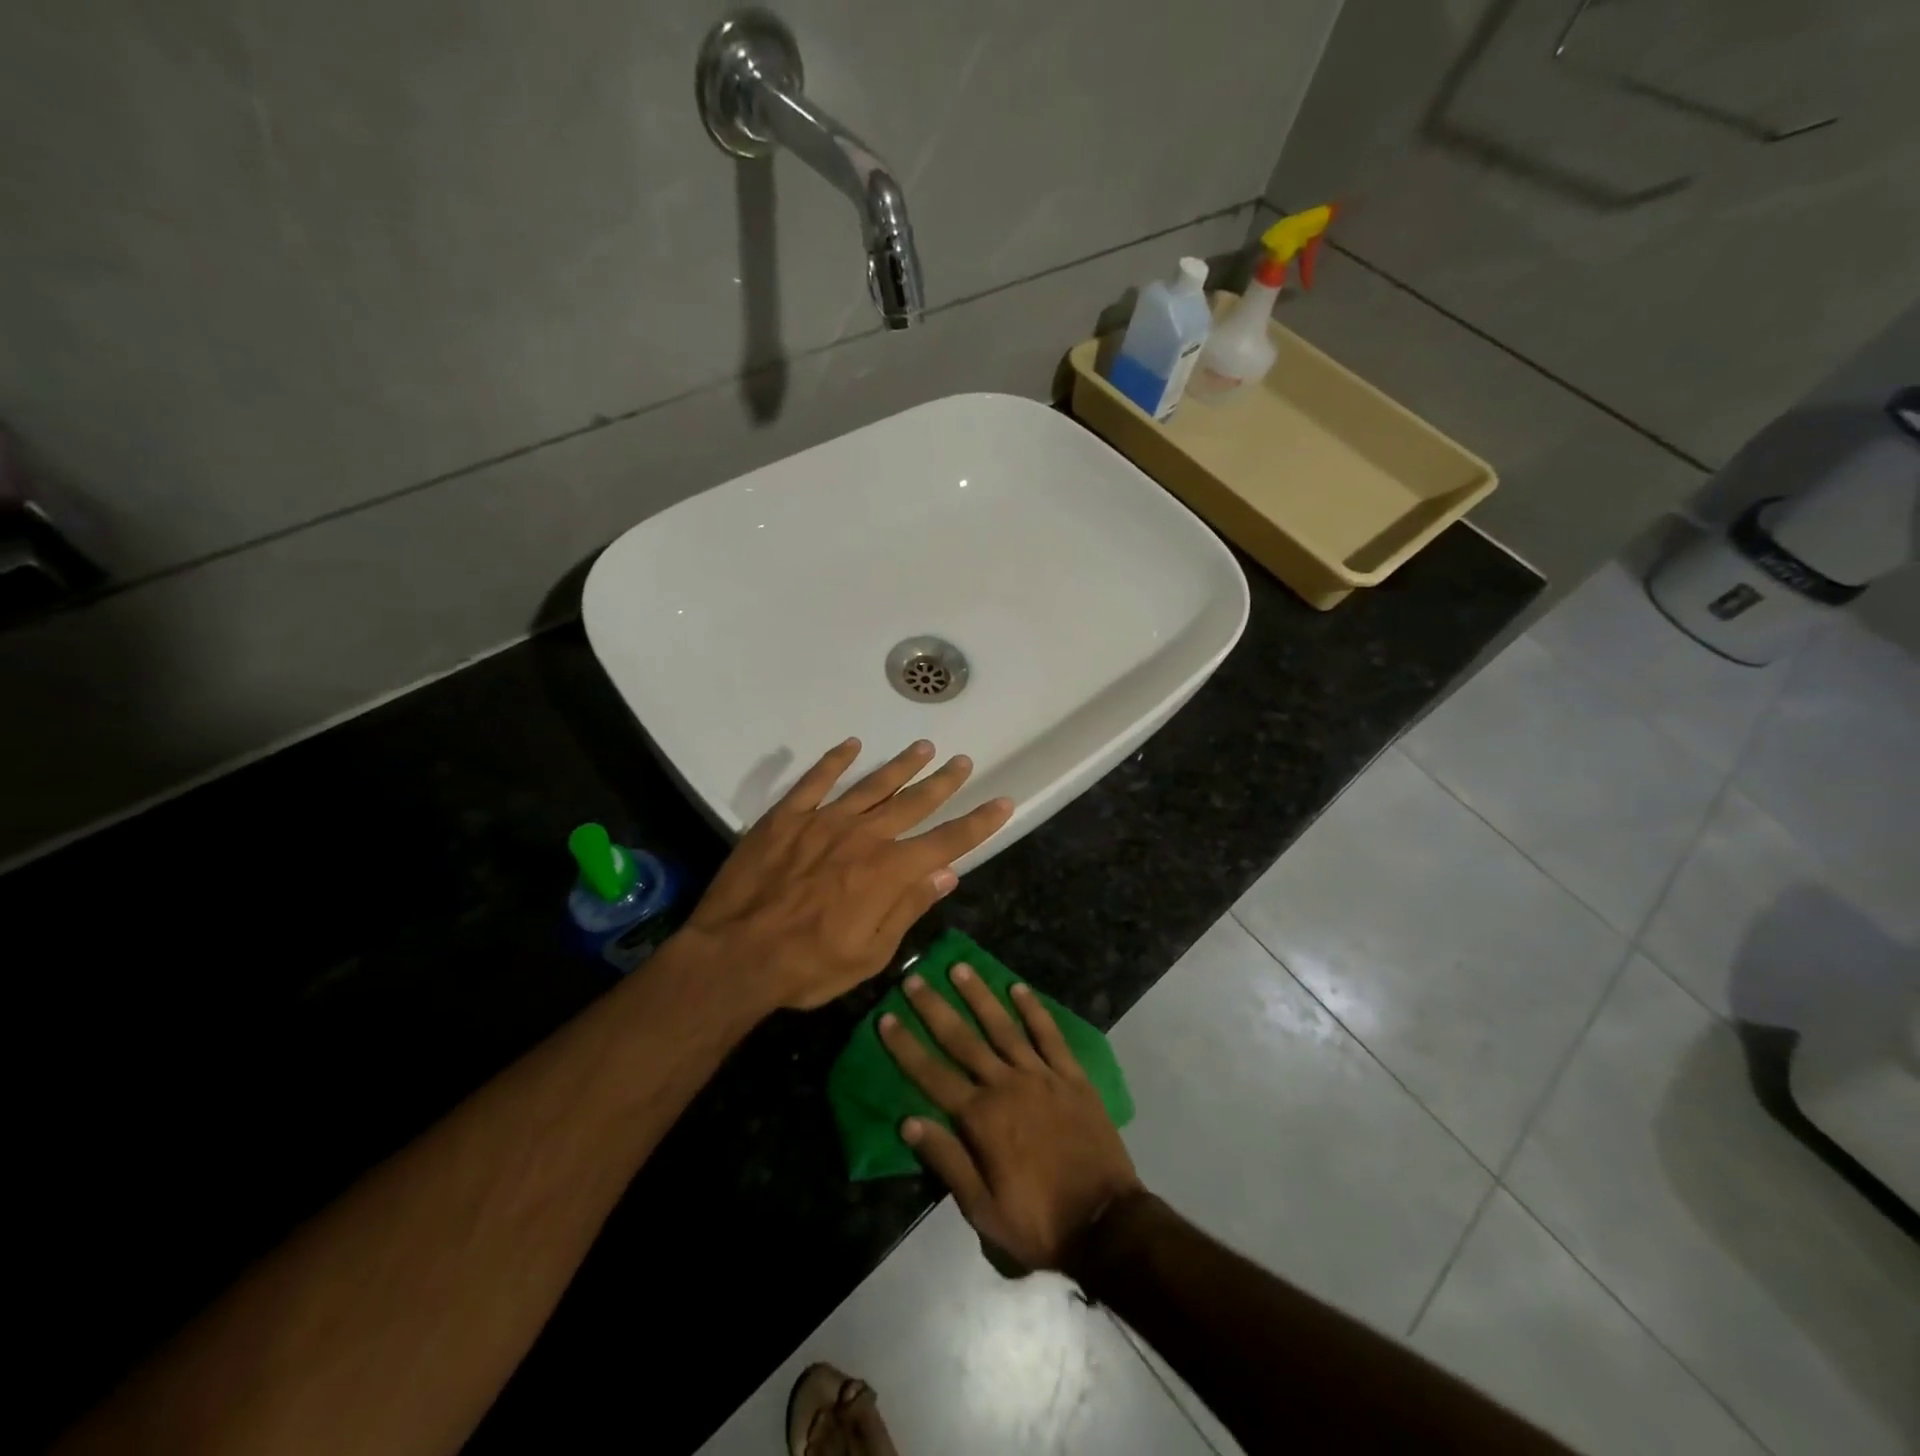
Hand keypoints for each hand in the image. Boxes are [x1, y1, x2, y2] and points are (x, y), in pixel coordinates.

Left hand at [683, 739, 1012, 1011]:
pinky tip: (851, 745)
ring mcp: (823, 821)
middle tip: (962, 761)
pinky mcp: (786, 817)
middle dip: (943, 782)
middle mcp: (863, 836)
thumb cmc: (808, 966)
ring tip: (923, 747)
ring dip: (900, 765)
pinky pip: (815, 781)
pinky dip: (834, 761)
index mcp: (888, 871)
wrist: (735, 956)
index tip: (1003, 802)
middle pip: (913, 802)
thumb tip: (947, 873)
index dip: (979, 823)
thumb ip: (909, 908)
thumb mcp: (871, 954)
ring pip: (871, 785)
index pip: (947, 841)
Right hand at [880, 963, 1141, 1272]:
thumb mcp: (983, 1210)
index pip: (932, 1075)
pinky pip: (1050, 1035)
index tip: (886, 1017)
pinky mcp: (1072, 1077)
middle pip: (963, 1040)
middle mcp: (1007, 1086)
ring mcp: (1042, 1076)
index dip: (906, 1046)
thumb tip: (908, 1121)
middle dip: (935, 1008)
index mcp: (981, 1119)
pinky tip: (1018, 988)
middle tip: (914, 978)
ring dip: (979, 996)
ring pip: (1003, 1027)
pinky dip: (1033, 1010)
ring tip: (959, 968)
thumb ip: (947, 1161)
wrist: (1107, 1224)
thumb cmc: (1039, 1223)